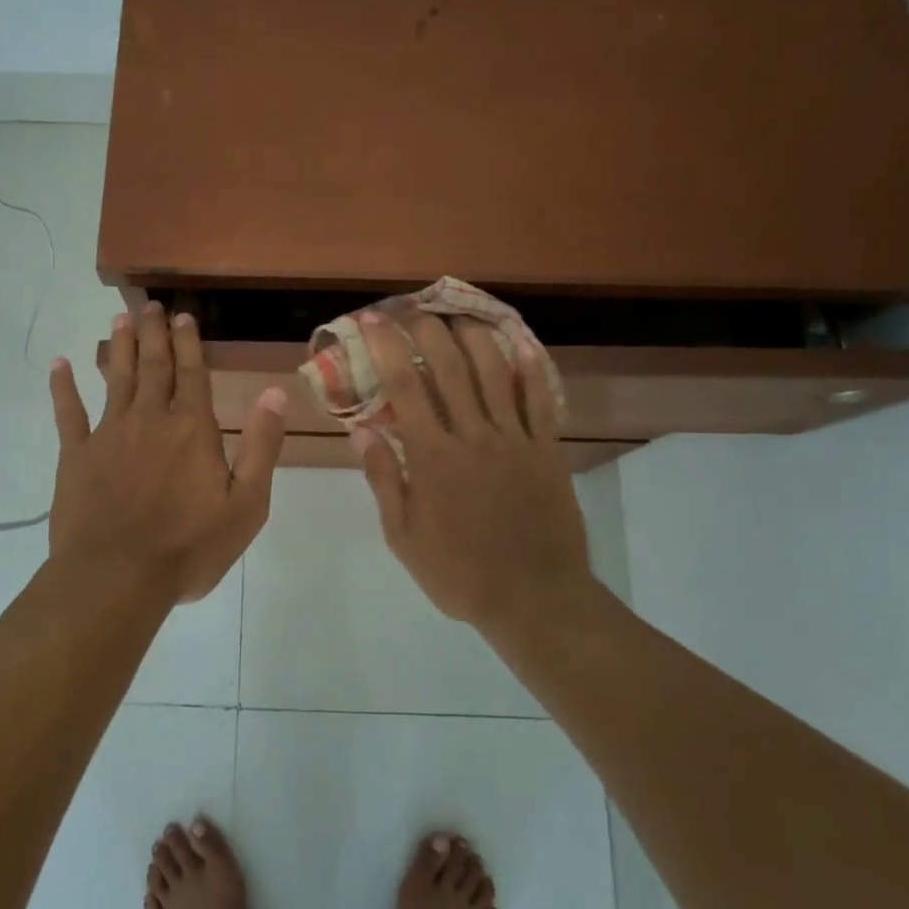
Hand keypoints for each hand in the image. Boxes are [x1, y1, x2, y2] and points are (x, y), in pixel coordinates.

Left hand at [49, 302, 285, 603]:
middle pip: (154, 367)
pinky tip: (59, 364)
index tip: (183, 316)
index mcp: (192, 429)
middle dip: (154, 334)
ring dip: (120, 347)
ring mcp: (109, 434)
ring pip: (116, 379)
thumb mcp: (246, 503)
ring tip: (120, 318)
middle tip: (150, 305)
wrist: (117, 576)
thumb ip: (261, 445)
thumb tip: (275, 393)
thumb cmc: (189, 546)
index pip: (193, 374)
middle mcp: (150, 419)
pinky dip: (63, 387)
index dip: (189, 343)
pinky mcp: (76, 455)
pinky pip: (68, 413)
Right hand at [354, 312, 594, 627]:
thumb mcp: (404, 536)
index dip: (388, 347)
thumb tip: (361, 430)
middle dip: (428, 330)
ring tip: (459, 314)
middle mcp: (474, 436)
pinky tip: (521, 343)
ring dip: (475, 336)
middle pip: (450, 367)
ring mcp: (515, 440)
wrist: (534, 600)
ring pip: (495, 373)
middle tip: (413, 308)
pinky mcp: (547, 450)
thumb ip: (384, 479)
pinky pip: (541, 400)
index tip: (374, 321)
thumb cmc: (459, 573)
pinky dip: (531, 368)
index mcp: (433, 457)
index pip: (406, 387)